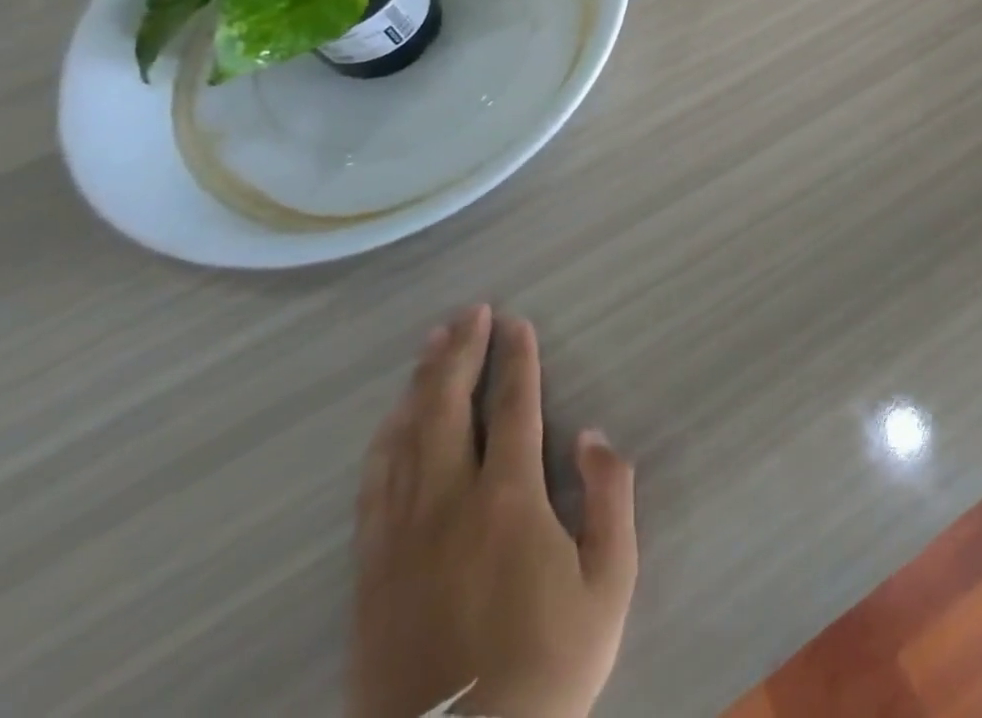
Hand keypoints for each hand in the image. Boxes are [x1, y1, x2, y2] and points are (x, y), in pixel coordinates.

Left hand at [349, 306, 636, 717]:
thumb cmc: (548, 668)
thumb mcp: (609, 585)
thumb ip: (609, 498)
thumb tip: (591, 436)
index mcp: (508, 500)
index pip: (512, 408)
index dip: (516, 360)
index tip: (516, 324)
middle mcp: (449, 504)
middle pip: (447, 408)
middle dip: (460, 353)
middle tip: (469, 312)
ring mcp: (402, 538)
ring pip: (406, 439)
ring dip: (420, 384)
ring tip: (431, 345)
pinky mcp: (372, 573)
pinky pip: (373, 488)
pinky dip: (384, 442)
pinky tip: (391, 422)